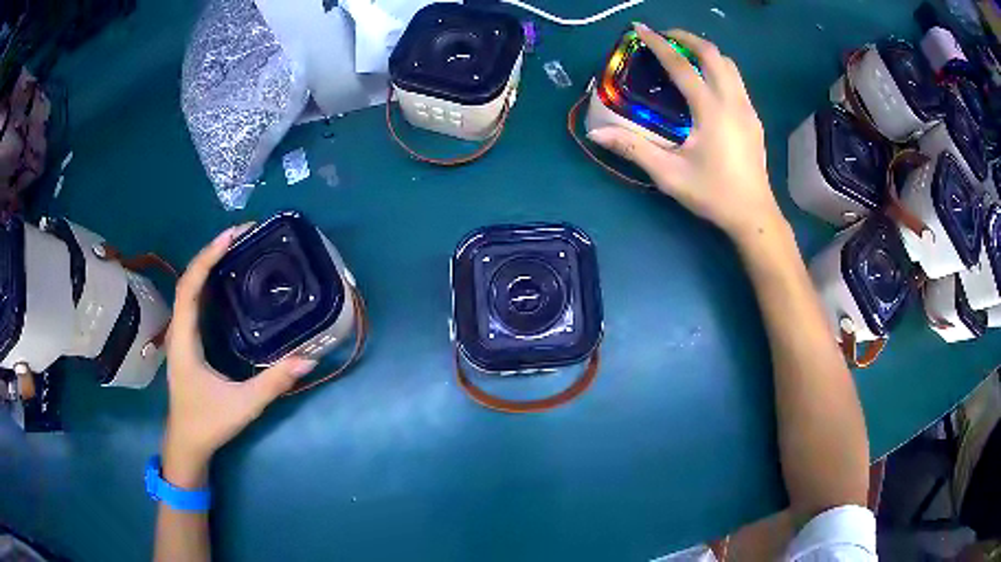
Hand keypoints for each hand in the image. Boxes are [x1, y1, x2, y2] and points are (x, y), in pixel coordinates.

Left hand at [161, 225, 316, 487]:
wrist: (187, 443)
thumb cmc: (208, 423)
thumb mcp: (243, 405)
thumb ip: (273, 383)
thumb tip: (309, 359)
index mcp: (184, 340)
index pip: (190, 287)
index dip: (207, 258)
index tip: (231, 237)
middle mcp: (179, 330)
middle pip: (188, 280)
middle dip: (211, 252)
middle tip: (241, 235)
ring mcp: (182, 335)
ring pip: (190, 289)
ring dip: (208, 264)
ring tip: (235, 248)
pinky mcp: (188, 342)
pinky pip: (195, 302)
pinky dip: (207, 282)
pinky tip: (225, 280)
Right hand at [588, 24, 785, 245]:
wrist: (755, 216)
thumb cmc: (713, 194)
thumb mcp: (669, 175)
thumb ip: (633, 149)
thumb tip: (596, 133)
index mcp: (711, 110)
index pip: (682, 65)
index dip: (659, 44)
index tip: (640, 28)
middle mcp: (733, 101)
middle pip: (712, 54)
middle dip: (686, 38)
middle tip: (664, 37)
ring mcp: (747, 109)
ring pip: (729, 65)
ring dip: (705, 52)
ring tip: (684, 54)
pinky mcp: (754, 118)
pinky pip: (736, 80)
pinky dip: (718, 68)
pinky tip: (705, 82)